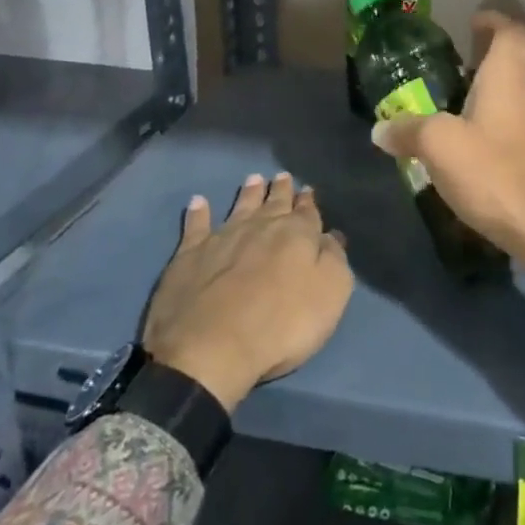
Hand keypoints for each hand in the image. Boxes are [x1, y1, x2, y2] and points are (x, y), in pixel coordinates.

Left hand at [143, 173, 353, 410]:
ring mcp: (223, 237)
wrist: (211, 347)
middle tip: (282, 176)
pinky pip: (196, 226)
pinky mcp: (190, 255)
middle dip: (280, 190)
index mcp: (297, 235)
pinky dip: (198, 212)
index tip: (308, 191)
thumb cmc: (281, 325)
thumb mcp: (329, 294)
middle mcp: (261, 227)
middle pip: (274, 203)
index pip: (307, 212)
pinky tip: (198, 201)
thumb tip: (331, 235)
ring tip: (253, 178)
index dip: (309, 202)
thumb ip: (334, 259)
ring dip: (248, 193)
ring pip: (240, 206)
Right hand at [371, 12, 524, 334]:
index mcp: (509, 80)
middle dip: (481, 72)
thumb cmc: (496, 174)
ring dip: (489, 109)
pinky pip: (520, 140)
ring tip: (455, 128)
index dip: (495, 21)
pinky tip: (477, 168)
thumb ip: (409, 132)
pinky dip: (498, 141)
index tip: (475, 23)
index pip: (512, 33)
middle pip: (511, 72)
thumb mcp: (440, 147)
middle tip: (448, 85)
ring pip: (515, 108)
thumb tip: (382, 129)